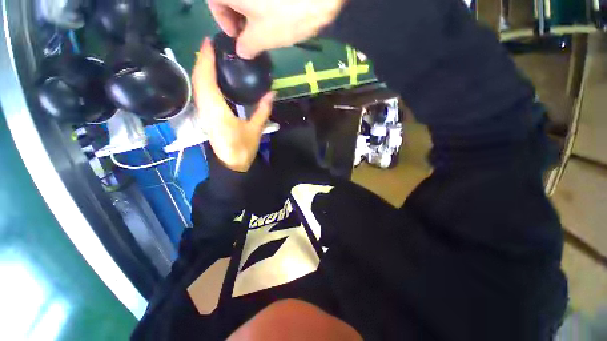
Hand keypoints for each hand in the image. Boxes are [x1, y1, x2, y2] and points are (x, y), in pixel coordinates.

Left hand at [193, 38, 274, 172]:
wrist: (230, 165)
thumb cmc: (242, 148)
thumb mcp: (255, 130)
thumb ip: (262, 110)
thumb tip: (272, 93)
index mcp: (216, 109)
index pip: (206, 79)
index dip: (205, 59)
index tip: (209, 42)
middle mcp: (205, 108)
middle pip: (198, 79)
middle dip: (202, 60)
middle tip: (213, 46)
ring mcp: (203, 112)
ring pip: (197, 85)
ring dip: (202, 69)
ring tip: (212, 57)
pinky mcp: (205, 116)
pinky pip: (201, 93)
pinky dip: (204, 81)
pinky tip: (212, 77)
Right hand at [207, 0, 346, 58]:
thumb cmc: (284, 15)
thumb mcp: (261, 38)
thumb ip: (246, 46)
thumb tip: (242, 51)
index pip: (214, 4)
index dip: (225, 24)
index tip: (238, 39)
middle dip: (239, 18)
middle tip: (251, 36)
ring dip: (252, 12)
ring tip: (265, 28)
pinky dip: (264, 5)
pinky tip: (275, 14)